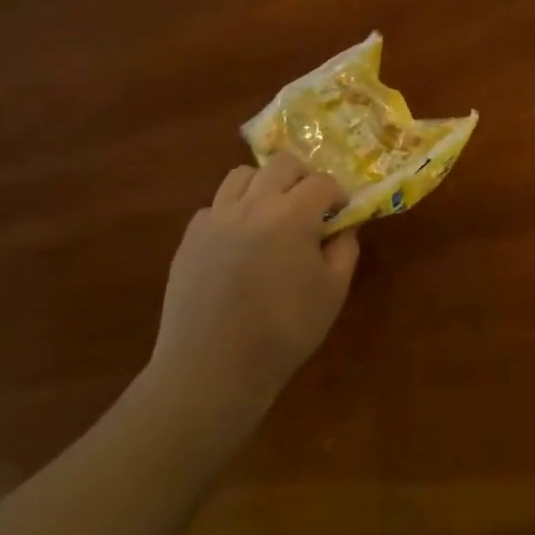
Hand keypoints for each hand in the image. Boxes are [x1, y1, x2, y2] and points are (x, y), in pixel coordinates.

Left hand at [145, 152, 361, 425]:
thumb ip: (344, 250)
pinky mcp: (190, 238)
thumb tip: (343, 227)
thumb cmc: (283, 332)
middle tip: (311, 205)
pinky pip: (215, 206)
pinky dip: (233, 212)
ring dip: (265, 185)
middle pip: (282, 164)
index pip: (322, 182)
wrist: (211, 370)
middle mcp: (253, 204)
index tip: (342, 212)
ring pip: (242, 175)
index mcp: (292, 215)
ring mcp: (216, 218)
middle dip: (303, 177)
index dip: (337, 193)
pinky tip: (239, 242)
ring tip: (272, 214)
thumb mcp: (332, 292)